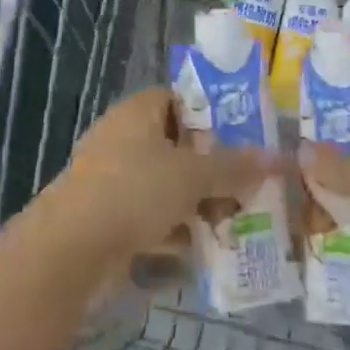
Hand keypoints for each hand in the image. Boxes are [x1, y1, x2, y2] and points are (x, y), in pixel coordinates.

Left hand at [41, 87, 275, 264]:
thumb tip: (280, 157)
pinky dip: (173, 229)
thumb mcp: (193, 175)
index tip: (245, 137)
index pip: (180, 99)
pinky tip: (202, 249)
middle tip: (248, 186)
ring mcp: (111, 178)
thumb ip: (235, 166)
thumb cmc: (134, 192)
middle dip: (212, 168)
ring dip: (197, 203)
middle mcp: (123, 137)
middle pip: (177, 145)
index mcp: (138, 112)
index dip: (212, 115)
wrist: (68, 250)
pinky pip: (149, 215)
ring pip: (165, 184)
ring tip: (234, 221)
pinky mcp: (106, 216)